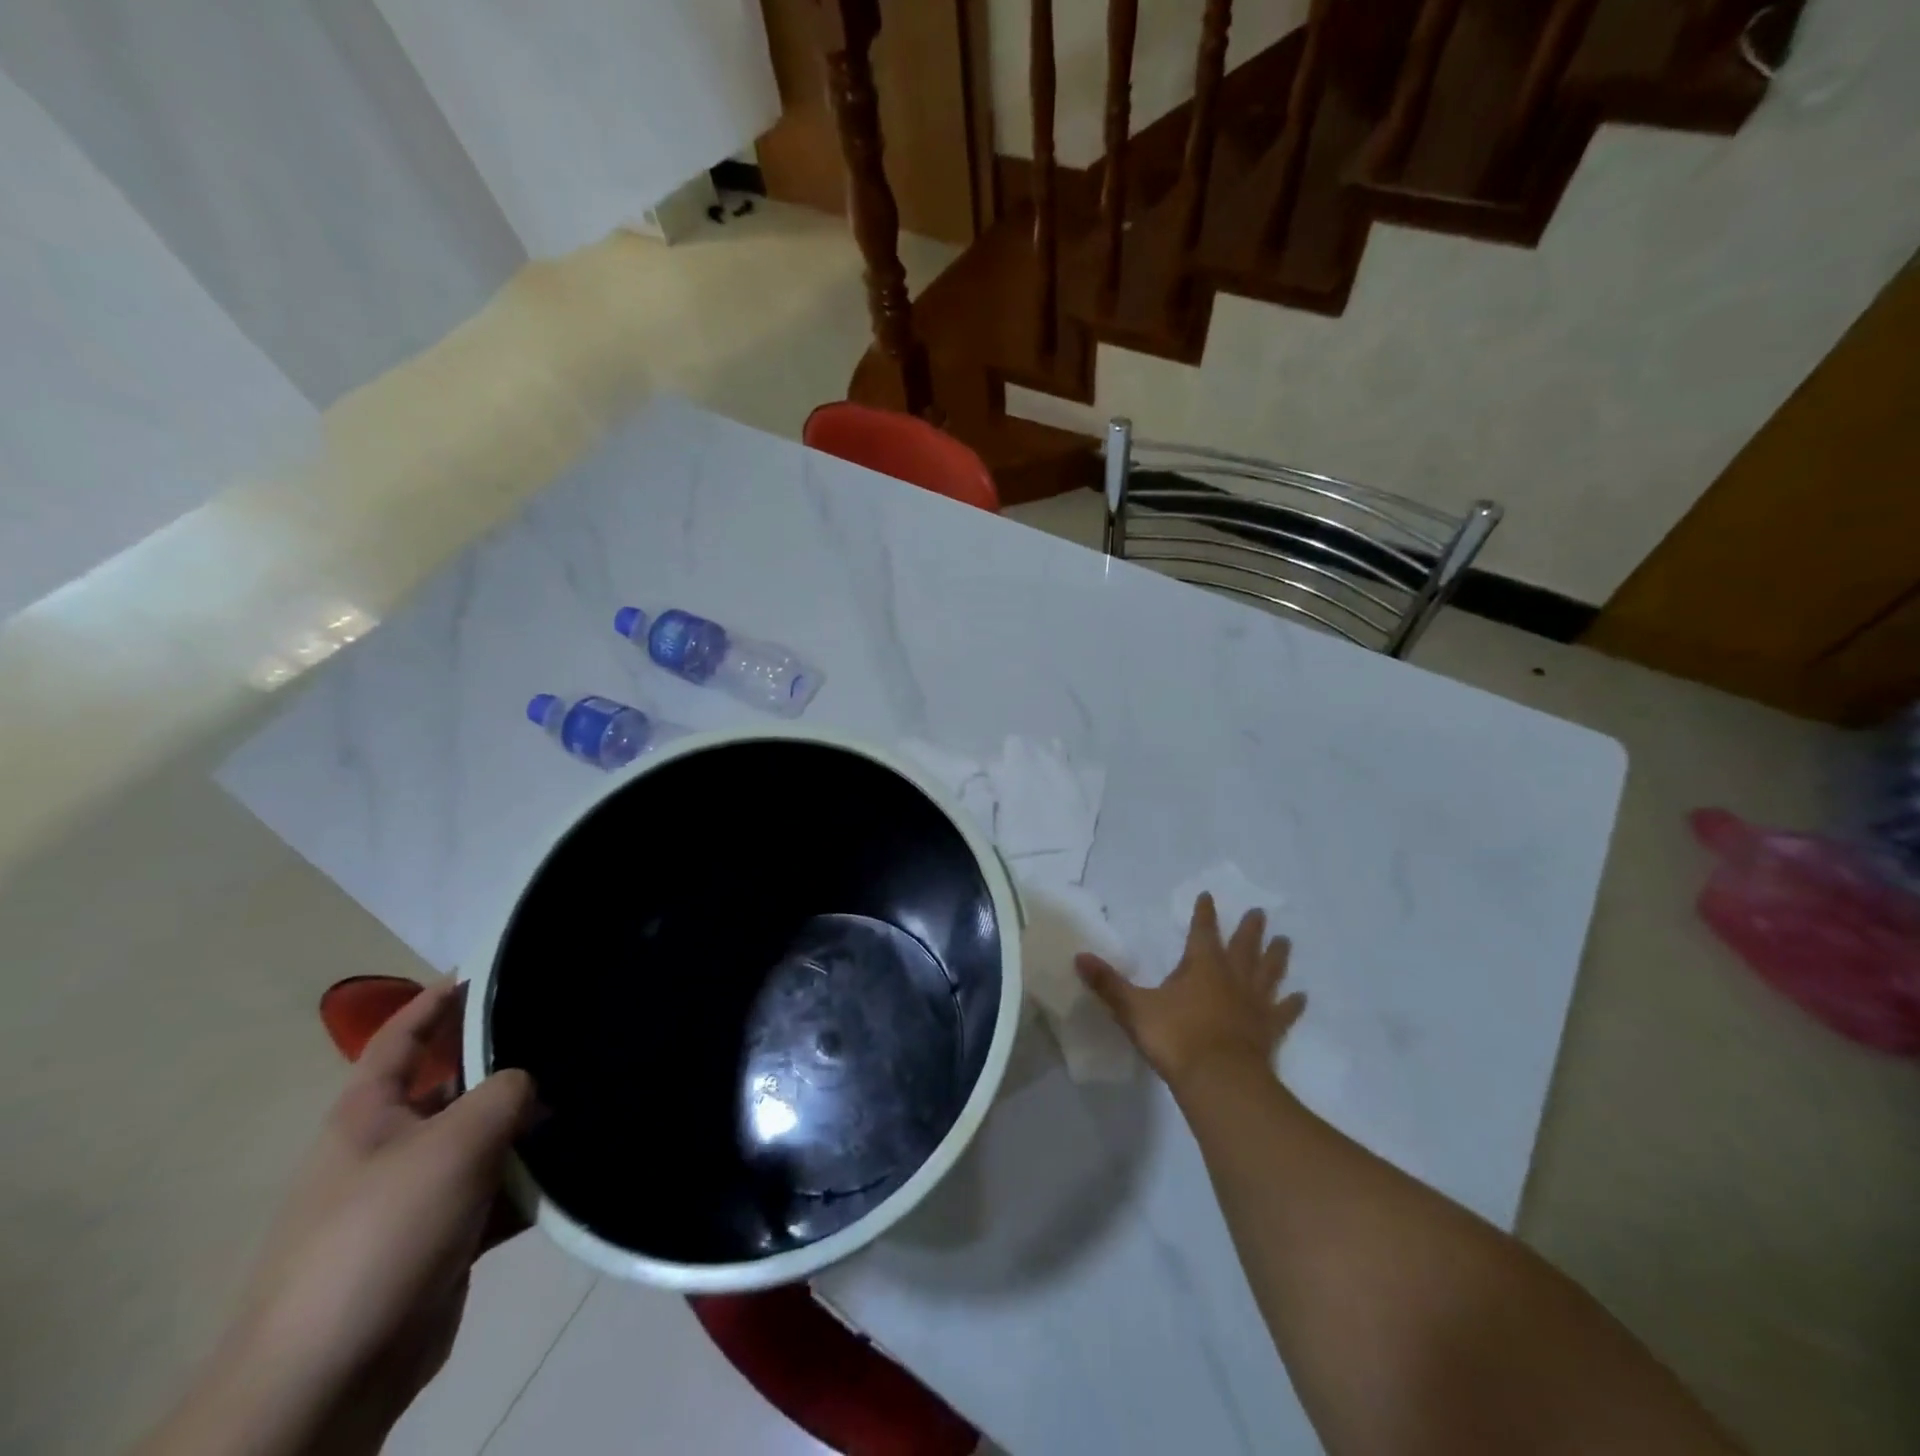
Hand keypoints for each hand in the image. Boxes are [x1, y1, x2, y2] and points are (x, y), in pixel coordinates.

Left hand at [143, 981, 535, 1455]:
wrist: (331, 1373)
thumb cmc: (382, 1232)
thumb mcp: (452, 1143)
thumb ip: (504, 1093)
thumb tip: (532, 1082)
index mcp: (370, 1113)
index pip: (402, 1036)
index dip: (437, 999)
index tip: (486, 968)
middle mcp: (391, 1145)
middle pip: (454, 1084)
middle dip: (506, 1061)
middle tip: (567, 1032)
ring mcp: (417, 1194)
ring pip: (484, 1139)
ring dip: (528, 1126)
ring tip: (588, 1095)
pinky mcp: (443, 1237)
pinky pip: (496, 1191)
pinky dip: (529, 1181)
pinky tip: (574, 1166)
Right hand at [1076, 893, 1304, 1090]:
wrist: (1220, 1081)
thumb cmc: (1176, 1038)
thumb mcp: (1134, 1009)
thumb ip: (1108, 984)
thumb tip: (1078, 957)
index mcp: (1201, 966)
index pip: (1202, 931)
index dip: (1204, 914)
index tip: (1208, 896)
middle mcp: (1231, 978)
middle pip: (1243, 946)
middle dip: (1249, 928)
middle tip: (1259, 911)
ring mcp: (1254, 1005)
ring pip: (1268, 973)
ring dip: (1275, 957)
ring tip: (1285, 941)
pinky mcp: (1268, 1032)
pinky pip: (1283, 1013)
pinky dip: (1292, 1004)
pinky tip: (1301, 997)